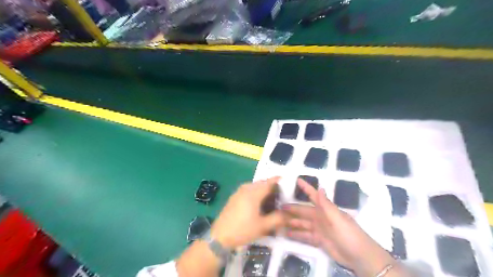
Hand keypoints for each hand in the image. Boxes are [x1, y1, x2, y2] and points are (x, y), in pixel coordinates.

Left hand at [210, 178, 284, 248]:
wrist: (220, 236)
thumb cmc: (242, 230)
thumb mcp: (262, 226)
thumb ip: (277, 218)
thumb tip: (288, 214)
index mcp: (253, 193)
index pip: (268, 182)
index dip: (277, 180)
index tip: (286, 180)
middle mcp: (246, 189)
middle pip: (261, 183)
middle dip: (271, 186)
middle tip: (280, 195)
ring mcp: (238, 192)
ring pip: (254, 186)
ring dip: (263, 190)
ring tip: (271, 200)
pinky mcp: (234, 197)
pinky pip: (248, 190)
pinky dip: (256, 192)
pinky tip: (258, 203)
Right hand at [283, 179, 394, 276]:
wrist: (359, 256)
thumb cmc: (349, 234)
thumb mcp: (337, 218)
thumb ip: (326, 205)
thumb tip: (320, 188)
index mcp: (325, 209)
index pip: (313, 195)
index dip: (305, 188)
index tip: (296, 180)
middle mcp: (320, 217)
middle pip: (303, 210)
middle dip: (292, 208)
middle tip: (279, 206)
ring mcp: (319, 229)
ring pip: (302, 223)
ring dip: (292, 221)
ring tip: (279, 221)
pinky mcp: (318, 240)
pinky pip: (305, 235)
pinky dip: (296, 234)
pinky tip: (287, 233)